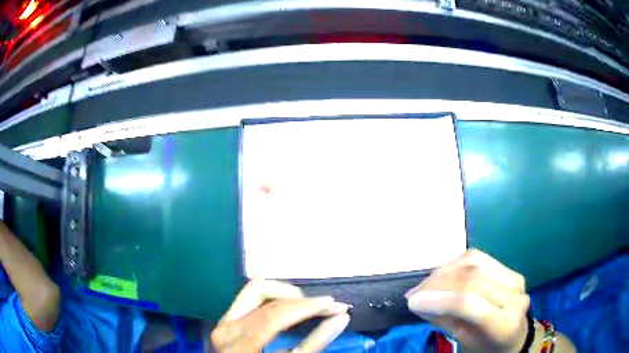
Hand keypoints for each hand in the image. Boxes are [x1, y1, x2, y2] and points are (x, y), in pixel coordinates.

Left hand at [211, 279, 349, 352]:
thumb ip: (313, 342)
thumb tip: (340, 318)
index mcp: (239, 343)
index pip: (275, 315)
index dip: (307, 307)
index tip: (334, 305)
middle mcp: (227, 326)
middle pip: (264, 296)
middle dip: (301, 298)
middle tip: (326, 306)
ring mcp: (225, 320)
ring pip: (255, 288)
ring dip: (286, 292)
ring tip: (308, 305)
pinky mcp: (228, 318)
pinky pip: (250, 295)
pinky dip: (274, 295)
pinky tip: (289, 304)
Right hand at [405, 249, 528, 352]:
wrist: (514, 337)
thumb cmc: (486, 347)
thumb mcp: (464, 342)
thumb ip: (445, 320)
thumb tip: (418, 301)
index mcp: (504, 323)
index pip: (470, 303)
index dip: (438, 299)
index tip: (412, 302)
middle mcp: (514, 295)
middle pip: (471, 278)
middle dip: (437, 283)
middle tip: (413, 294)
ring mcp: (513, 278)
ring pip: (473, 262)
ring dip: (443, 271)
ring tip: (424, 285)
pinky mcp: (508, 269)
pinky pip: (477, 258)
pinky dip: (454, 264)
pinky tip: (441, 275)